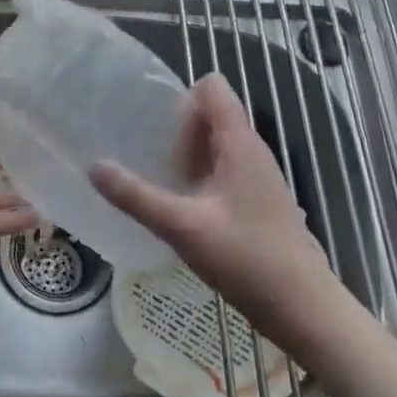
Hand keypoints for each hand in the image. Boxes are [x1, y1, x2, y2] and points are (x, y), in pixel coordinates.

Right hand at [90, 73, 332, 334]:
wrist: (302, 308)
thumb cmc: (246, 258)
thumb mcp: (182, 226)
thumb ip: (136, 196)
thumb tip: (94, 166)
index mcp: (240, 143)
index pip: (212, 88)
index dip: (181, 98)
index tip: (155, 128)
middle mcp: (252, 151)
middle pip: (211, 116)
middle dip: (177, 130)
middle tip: (148, 160)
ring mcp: (257, 177)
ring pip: (216, 146)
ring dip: (187, 157)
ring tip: (158, 183)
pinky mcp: (257, 202)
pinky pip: (223, 172)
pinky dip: (200, 179)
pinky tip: (181, 210)